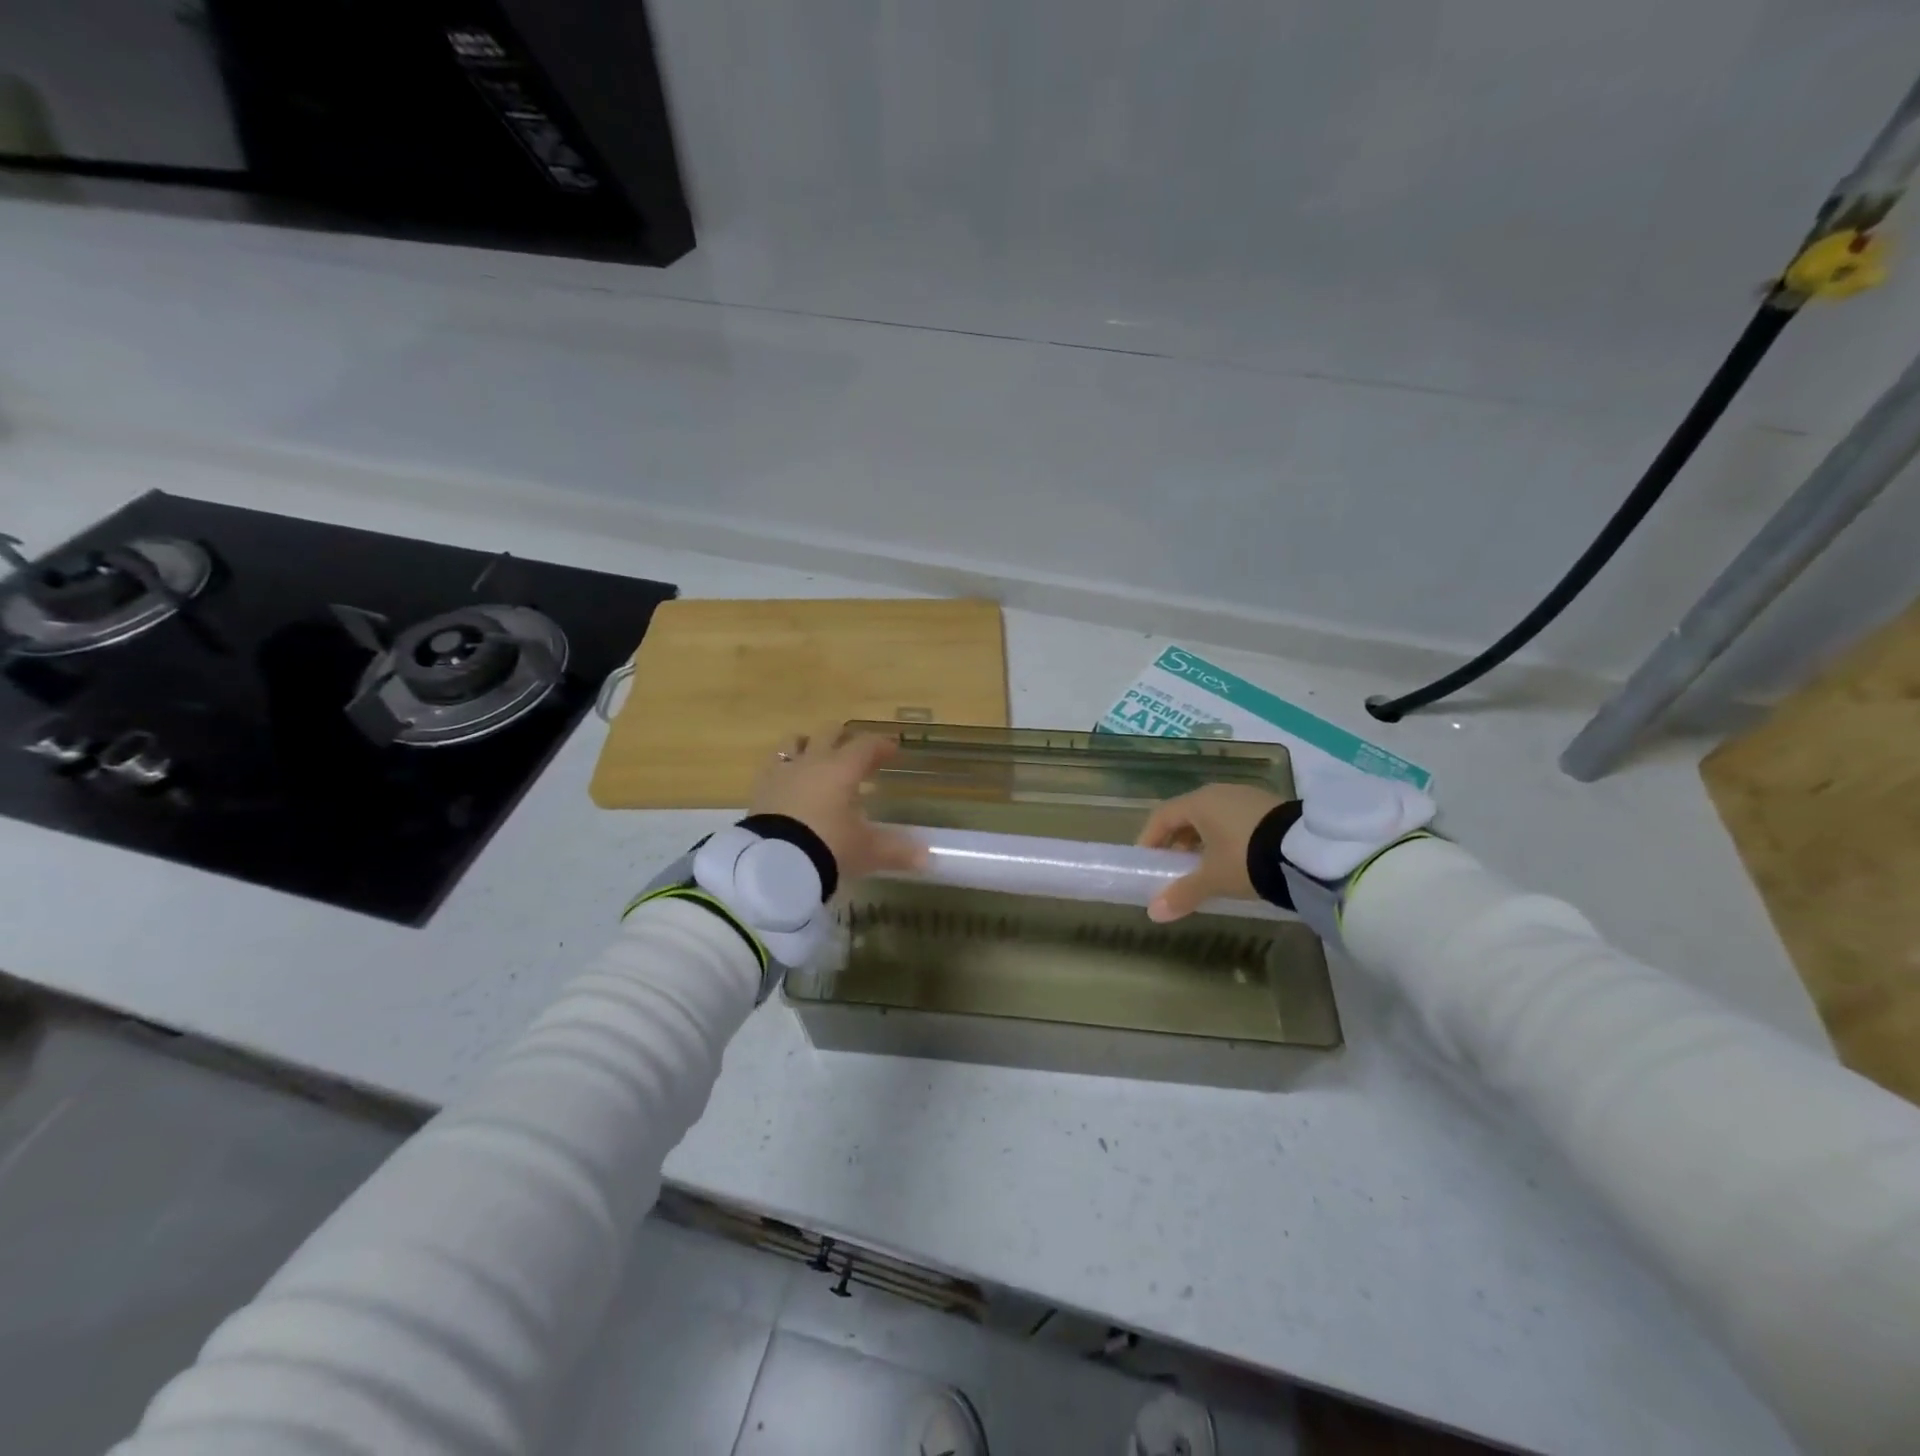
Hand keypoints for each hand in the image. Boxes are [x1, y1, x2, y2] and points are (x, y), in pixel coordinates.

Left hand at [749, 724, 926, 882]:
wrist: (772, 862)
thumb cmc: (828, 846)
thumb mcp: (866, 851)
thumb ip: (896, 851)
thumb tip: (927, 858)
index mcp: (842, 768)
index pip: (866, 745)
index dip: (881, 746)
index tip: (892, 750)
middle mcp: (813, 761)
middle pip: (829, 733)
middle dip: (845, 738)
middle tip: (856, 751)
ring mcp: (782, 772)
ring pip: (795, 742)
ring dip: (809, 745)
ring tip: (817, 758)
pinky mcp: (759, 789)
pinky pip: (773, 766)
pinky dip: (786, 769)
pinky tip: (790, 783)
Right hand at [1135, 784, 1287, 921]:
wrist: (1308, 852)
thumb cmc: (1247, 859)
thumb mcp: (1213, 880)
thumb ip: (1182, 894)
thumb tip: (1153, 913)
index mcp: (1199, 802)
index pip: (1161, 816)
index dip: (1149, 839)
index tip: (1146, 861)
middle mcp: (1219, 792)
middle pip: (1187, 815)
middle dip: (1176, 842)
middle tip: (1174, 868)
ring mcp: (1246, 796)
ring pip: (1213, 817)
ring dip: (1202, 840)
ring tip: (1205, 868)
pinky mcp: (1269, 806)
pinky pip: (1235, 819)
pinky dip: (1226, 837)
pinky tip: (1235, 860)